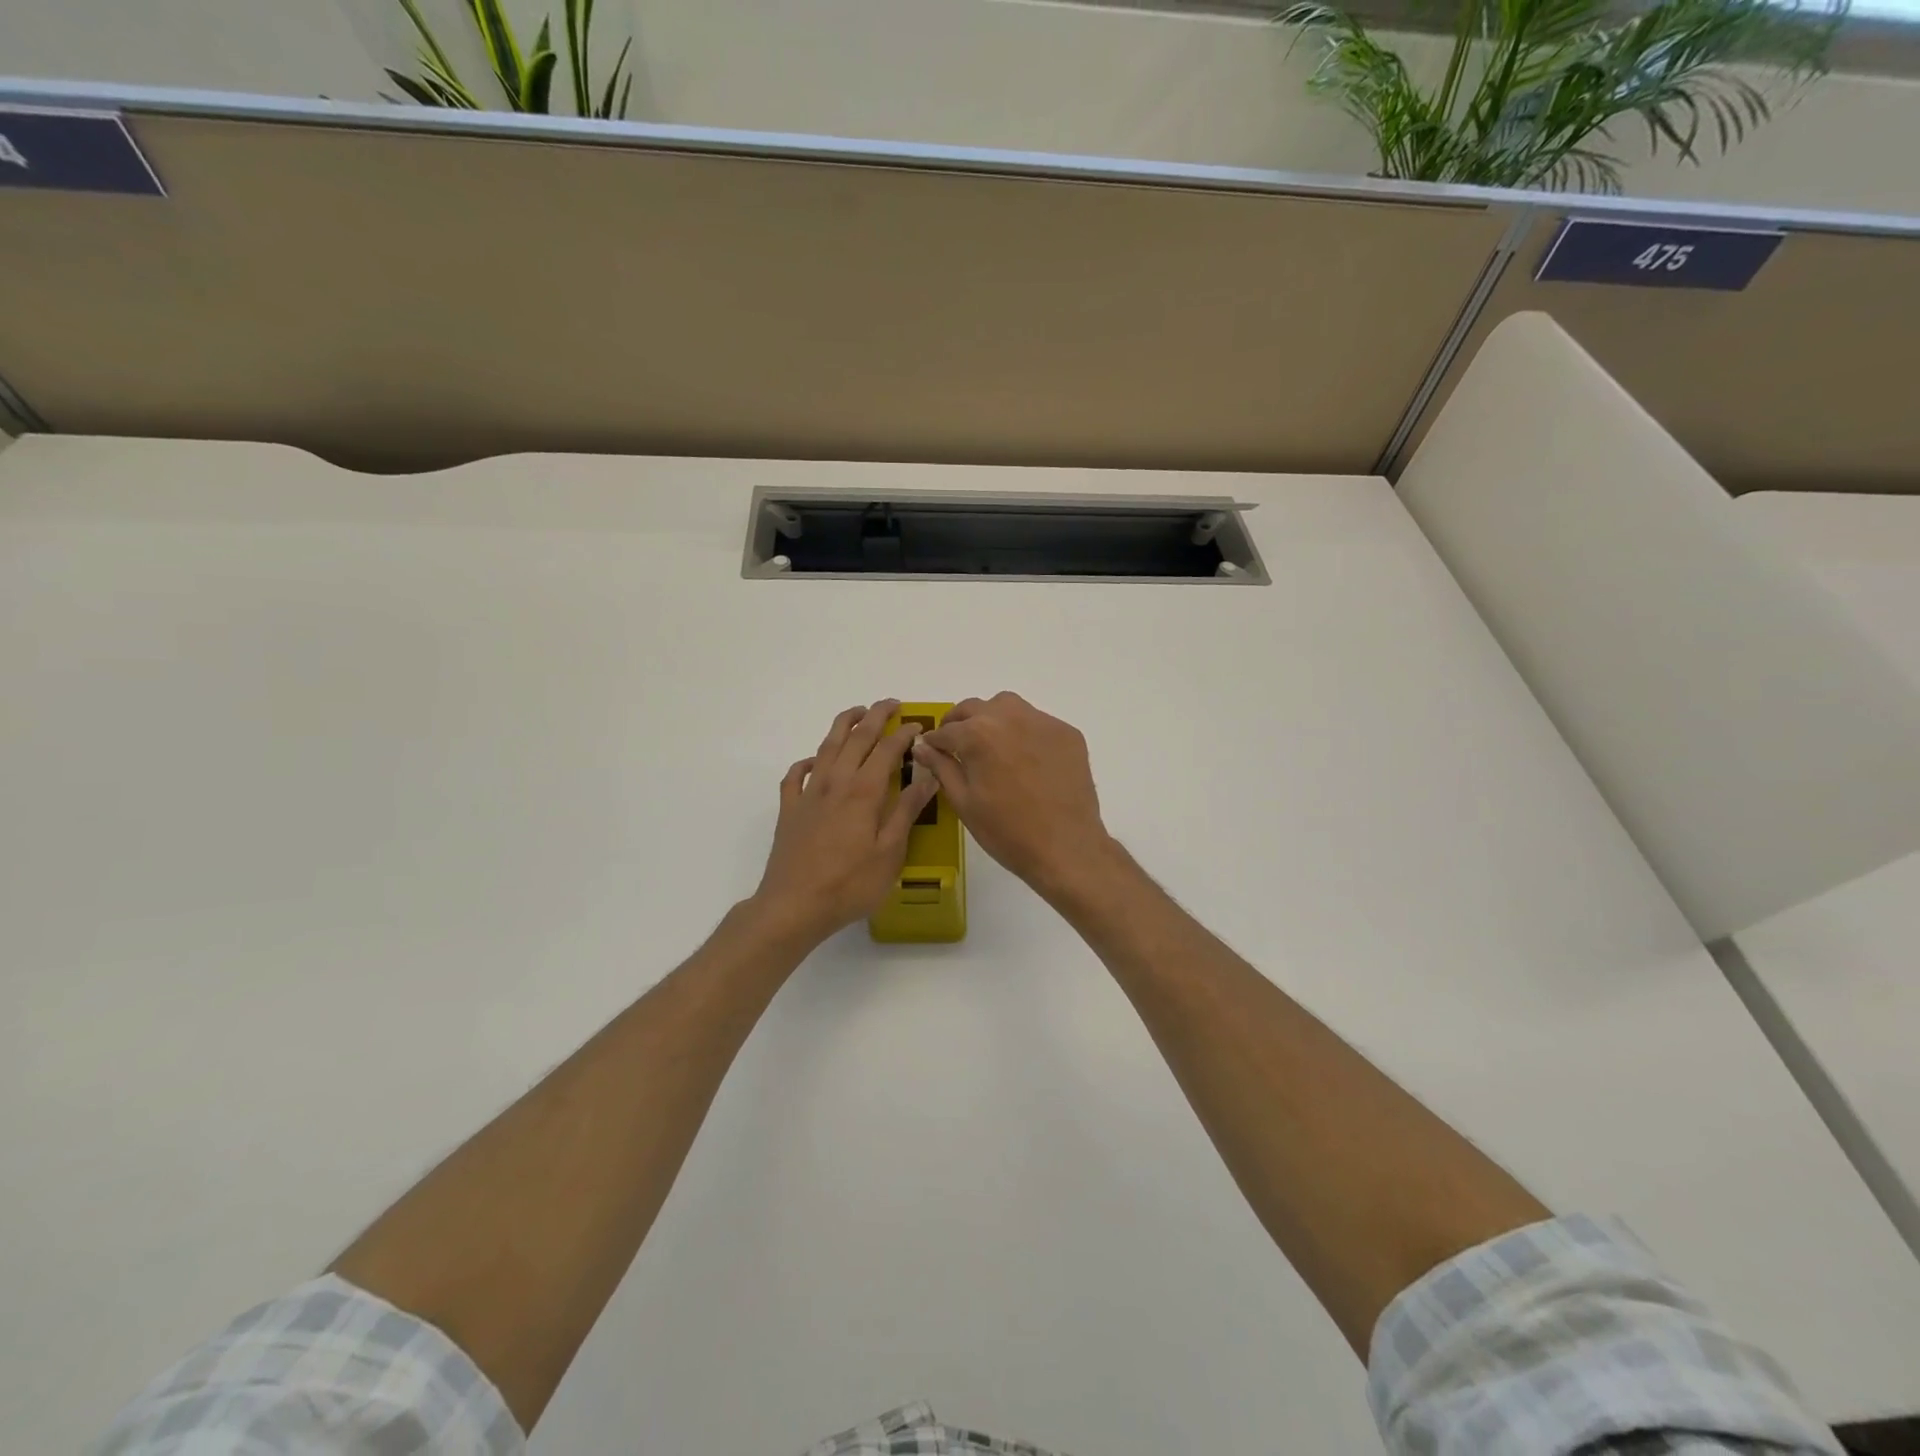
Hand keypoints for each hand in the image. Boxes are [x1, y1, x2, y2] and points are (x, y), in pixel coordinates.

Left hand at [751, 699, 938, 944]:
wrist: (794, 906)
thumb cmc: (850, 884)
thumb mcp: (890, 852)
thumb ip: (906, 810)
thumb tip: (928, 775)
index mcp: (863, 792)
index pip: (887, 751)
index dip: (904, 735)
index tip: (919, 725)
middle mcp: (834, 784)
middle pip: (855, 739)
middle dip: (875, 717)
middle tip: (890, 703)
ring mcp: (808, 795)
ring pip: (825, 748)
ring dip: (842, 726)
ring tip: (856, 713)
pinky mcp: (789, 811)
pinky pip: (795, 776)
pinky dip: (806, 762)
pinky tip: (813, 761)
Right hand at [912, 692, 1112, 898]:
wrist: (1066, 848)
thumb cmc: (1006, 832)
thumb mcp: (964, 802)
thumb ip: (942, 767)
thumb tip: (922, 747)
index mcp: (978, 734)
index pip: (946, 730)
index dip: (935, 742)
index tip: (933, 750)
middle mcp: (1009, 717)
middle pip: (975, 708)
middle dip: (960, 723)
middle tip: (957, 745)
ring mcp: (1043, 722)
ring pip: (1009, 706)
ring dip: (992, 718)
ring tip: (991, 745)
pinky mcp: (1068, 733)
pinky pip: (1038, 722)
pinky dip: (1024, 732)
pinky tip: (1026, 759)